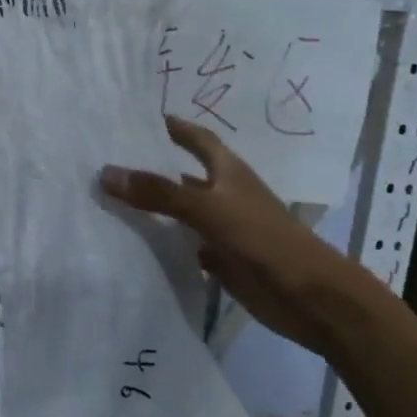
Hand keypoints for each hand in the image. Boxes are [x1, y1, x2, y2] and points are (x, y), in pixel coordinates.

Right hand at [101, 115, 366, 354]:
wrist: (310, 298)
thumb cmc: (263, 239)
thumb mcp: (208, 209)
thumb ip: (159, 192)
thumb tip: (106, 172)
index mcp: (228, 171)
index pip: (197, 138)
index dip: (174, 126)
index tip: (139, 118)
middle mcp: (224, 194)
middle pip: (183, 174)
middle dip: (153, 166)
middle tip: (109, 159)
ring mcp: (223, 228)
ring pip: (181, 210)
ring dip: (154, 205)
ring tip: (110, 198)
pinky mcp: (222, 259)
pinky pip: (185, 244)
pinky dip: (164, 242)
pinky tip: (135, 242)